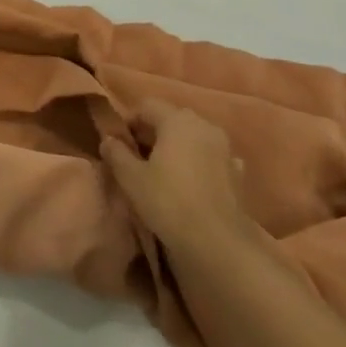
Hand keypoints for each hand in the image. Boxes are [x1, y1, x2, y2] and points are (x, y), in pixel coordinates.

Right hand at [100, 102, 257, 263]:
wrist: (217, 240)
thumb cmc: (167, 201)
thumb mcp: (130, 176)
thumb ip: (116, 152)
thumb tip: (109, 139)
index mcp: (177, 120)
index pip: (146, 106)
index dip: (128, 121)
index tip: (118, 144)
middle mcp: (204, 125)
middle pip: (171, 118)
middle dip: (151, 133)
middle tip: (135, 157)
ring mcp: (225, 147)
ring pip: (192, 137)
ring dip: (175, 147)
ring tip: (161, 171)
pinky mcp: (237, 171)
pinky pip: (209, 156)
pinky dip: (196, 162)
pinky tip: (188, 182)